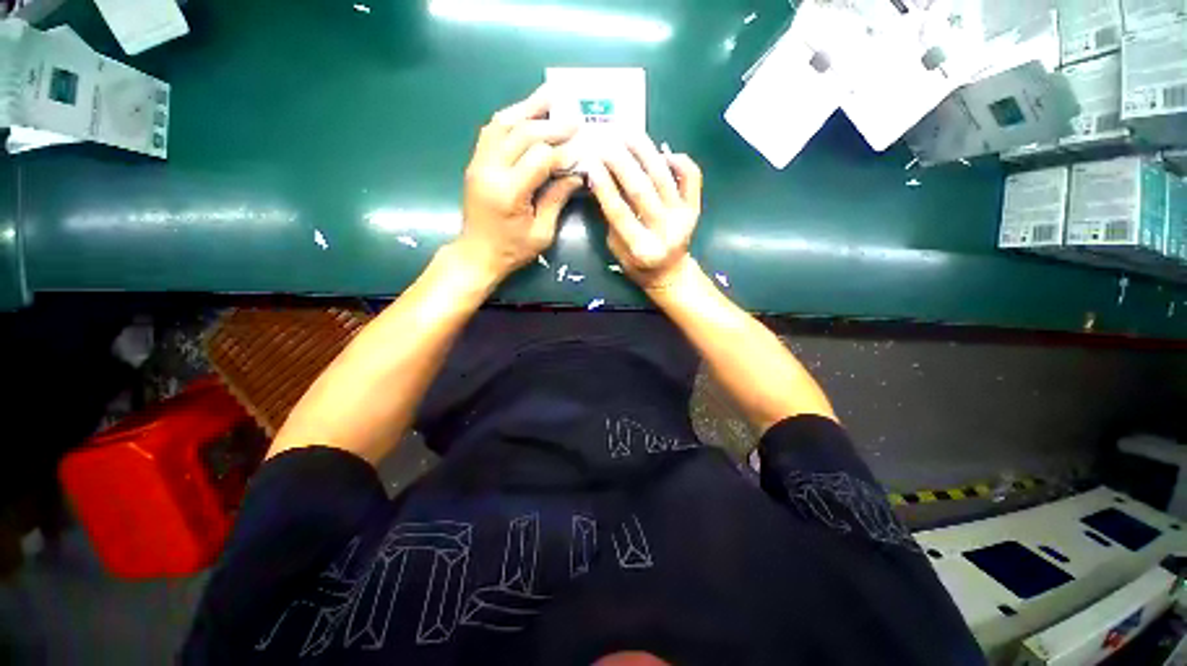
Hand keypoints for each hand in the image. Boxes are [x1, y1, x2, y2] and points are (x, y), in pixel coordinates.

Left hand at [454, 85, 583, 286]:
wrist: (477, 254)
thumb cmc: (512, 250)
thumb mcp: (542, 233)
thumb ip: (557, 200)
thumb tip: (576, 174)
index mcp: (509, 193)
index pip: (539, 158)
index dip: (562, 152)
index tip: (581, 150)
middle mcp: (490, 170)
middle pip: (522, 134)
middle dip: (551, 125)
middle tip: (575, 119)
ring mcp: (479, 163)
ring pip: (503, 123)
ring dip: (528, 108)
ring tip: (550, 96)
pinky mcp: (476, 162)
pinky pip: (492, 131)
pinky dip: (511, 118)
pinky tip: (526, 113)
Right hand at [586, 133, 702, 290]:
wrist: (670, 272)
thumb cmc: (638, 265)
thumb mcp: (616, 249)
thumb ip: (610, 220)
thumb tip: (601, 182)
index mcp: (641, 248)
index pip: (619, 211)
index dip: (604, 185)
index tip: (591, 163)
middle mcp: (664, 231)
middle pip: (641, 190)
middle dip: (620, 162)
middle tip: (605, 140)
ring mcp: (683, 217)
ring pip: (663, 177)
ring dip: (644, 151)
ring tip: (626, 132)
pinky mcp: (695, 207)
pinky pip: (691, 176)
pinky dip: (679, 160)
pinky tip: (662, 151)